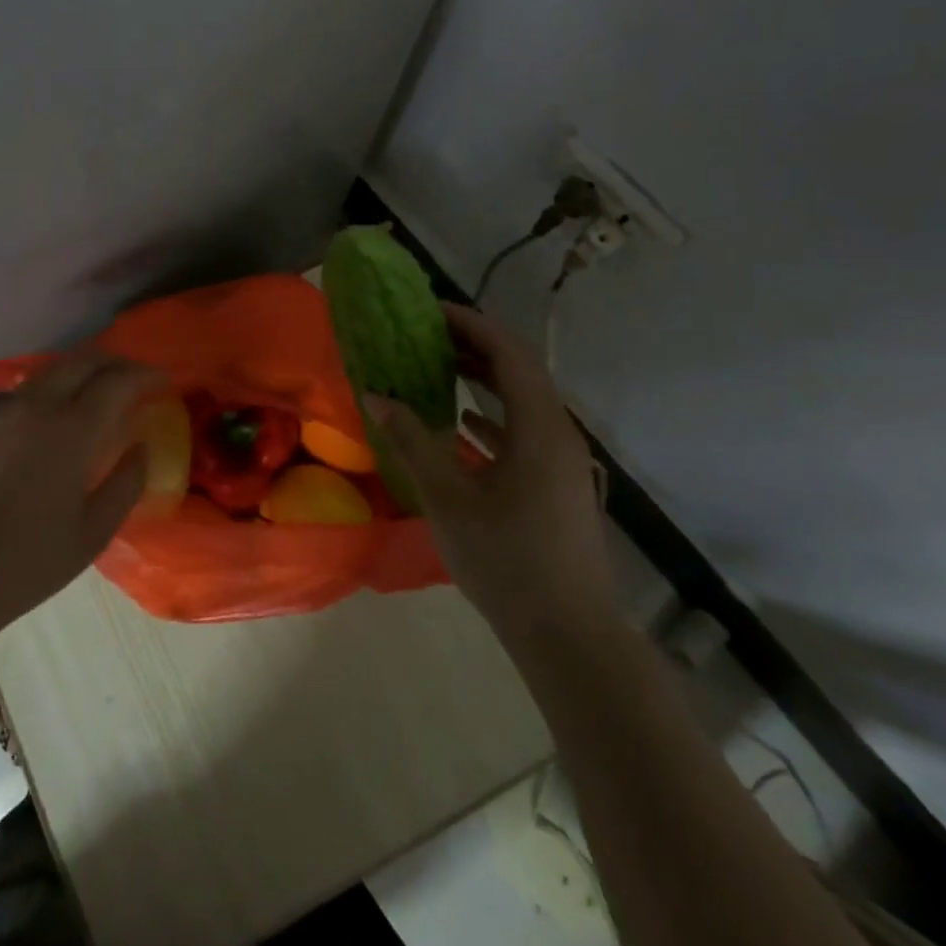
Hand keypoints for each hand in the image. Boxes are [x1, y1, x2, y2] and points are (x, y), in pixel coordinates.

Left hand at [0, 348, 163, 646]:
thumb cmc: (26, 563)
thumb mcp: (93, 533)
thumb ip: (126, 484)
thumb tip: (141, 448)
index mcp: (71, 431)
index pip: (117, 381)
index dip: (145, 375)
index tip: (162, 381)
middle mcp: (35, 407)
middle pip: (82, 361)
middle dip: (115, 362)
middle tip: (133, 378)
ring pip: (48, 372)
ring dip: (79, 374)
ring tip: (94, 394)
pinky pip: (19, 396)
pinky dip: (46, 395)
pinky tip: (46, 423)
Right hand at [366, 302, 614, 642]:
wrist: (569, 635)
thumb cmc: (506, 560)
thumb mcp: (448, 498)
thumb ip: (411, 440)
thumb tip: (376, 394)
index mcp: (539, 426)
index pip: (507, 351)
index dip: (469, 323)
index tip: (429, 310)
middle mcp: (558, 432)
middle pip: (518, 369)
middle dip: (473, 345)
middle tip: (426, 334)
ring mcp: (562, 459)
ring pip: (522, 399)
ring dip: (483, 378)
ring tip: (437, 366)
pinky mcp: (557, 483)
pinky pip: (524, 429)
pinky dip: (493, 414)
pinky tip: (461, 422)